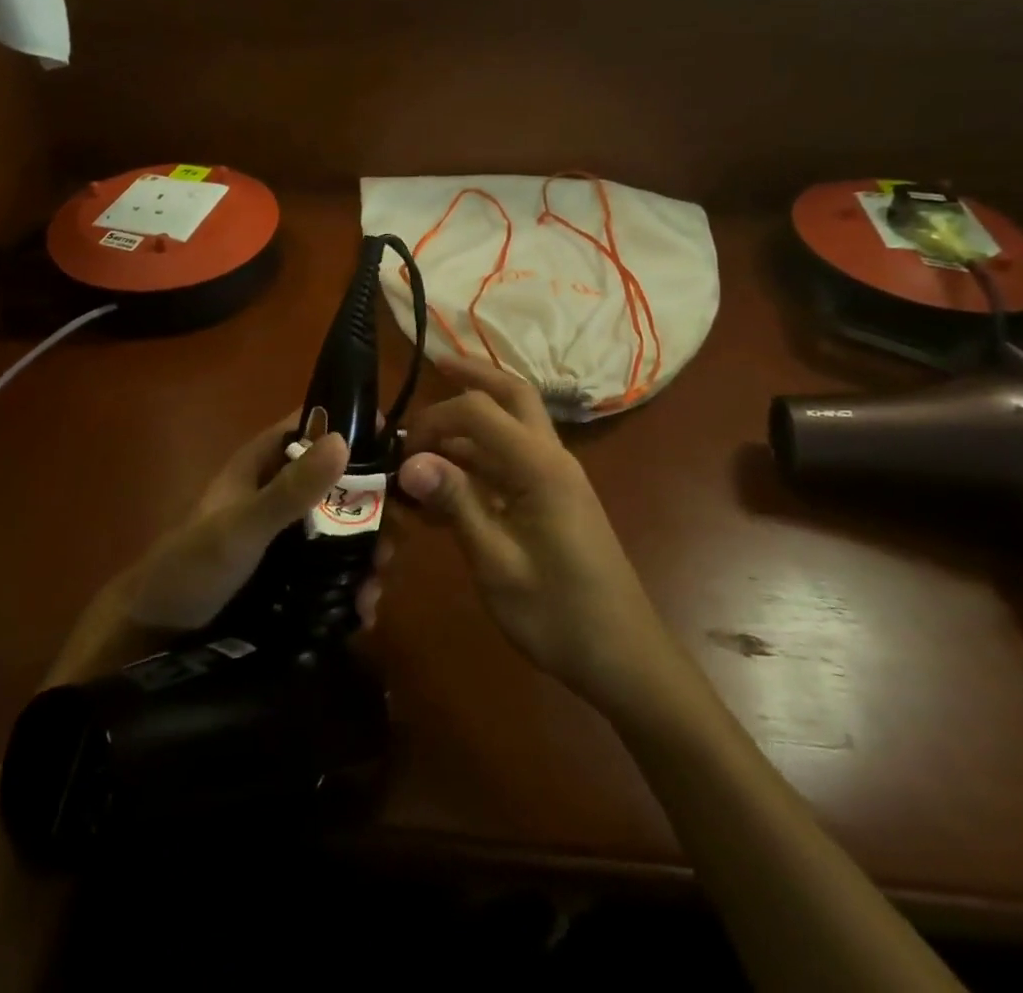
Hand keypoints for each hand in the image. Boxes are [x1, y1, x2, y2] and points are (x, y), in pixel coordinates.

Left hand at [46, 418, 384, 685]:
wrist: (153, 637)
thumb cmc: (191, 566)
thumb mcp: (243, 526)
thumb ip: (290, 489)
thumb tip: (344, 439)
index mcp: (264, 463)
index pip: (316, 427)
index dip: (356, 430)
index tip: (401, 451)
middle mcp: (281, 491)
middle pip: (341, 483)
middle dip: (373, 510)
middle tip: (393, 541)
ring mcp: (288, 534)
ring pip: (343, 529)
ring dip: (367, 554)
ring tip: (375, 588)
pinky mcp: (291, 574)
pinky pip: (333, 569)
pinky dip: (351, 586)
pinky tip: (363, 611)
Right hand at [398, 357, 676, 712]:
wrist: (622, 657)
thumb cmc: (558, 614)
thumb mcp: (497, 563)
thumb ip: (456, 504)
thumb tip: (410, 461)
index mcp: (540, 466)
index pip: (479, 410)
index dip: (434, 418)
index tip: (400, 451)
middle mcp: (551, 458)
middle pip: (512, 395)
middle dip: (474, 376)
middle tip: (435, 366)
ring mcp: (555, 478)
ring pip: (511, 427)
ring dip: (470, 424)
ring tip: (424, 442)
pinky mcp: (553, 499)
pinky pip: (511, 462)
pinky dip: (478, 460)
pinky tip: (446, 485)